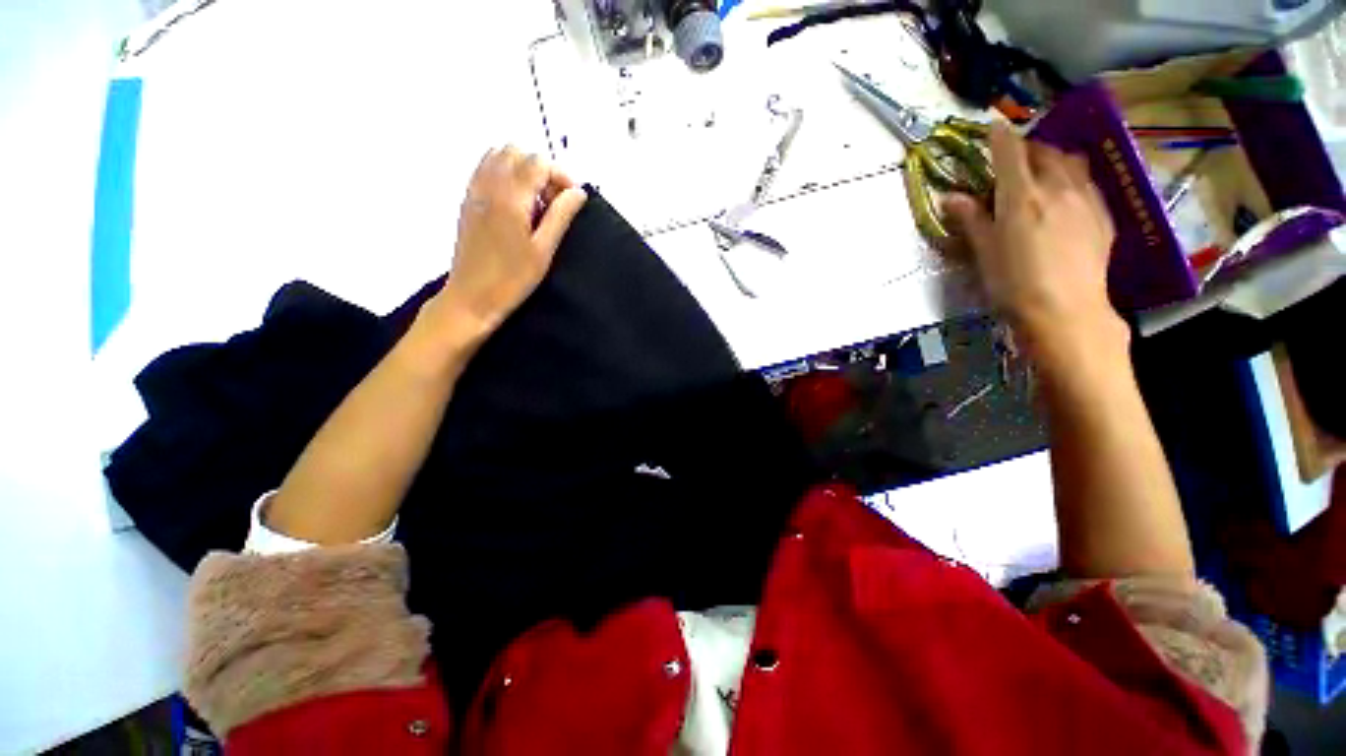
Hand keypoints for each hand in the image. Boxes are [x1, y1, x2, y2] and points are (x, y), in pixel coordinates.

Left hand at [430, 146, 587, 348]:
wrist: (472, 297)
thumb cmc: (512, 279)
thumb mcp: (544, 250)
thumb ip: (561, 216)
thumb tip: (578, 193)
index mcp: (510, 197)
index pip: (538, 162)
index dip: (560, 176)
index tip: (571, 200)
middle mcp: (489, 185)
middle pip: (517, 152)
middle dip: (541, 169)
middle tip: (553, 201)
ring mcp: (474, 191)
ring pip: (498, 156)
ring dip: (522, 170)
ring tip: (535, 202)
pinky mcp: (468, 201)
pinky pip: (485, 169)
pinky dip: (504, 175)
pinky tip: (516, 203)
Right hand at [945, 125, 1126, 366]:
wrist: (1066, 311)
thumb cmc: (1014, 283)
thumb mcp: (984, 252)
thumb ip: (971, 219)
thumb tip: (950, 197)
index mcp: (1022, 196)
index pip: (1010, 151)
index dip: (999, 136)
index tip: (992, 126)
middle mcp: (1057, 187)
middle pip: (1044, 151)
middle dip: (1027, 148)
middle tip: (1013, 159)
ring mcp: (1086, 199)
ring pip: (1071, 162)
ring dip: (1053, 159)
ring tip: (1042, 172)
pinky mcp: (1104, 215)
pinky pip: (1087, 183)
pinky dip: (1072, 178)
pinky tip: (1066, 196)